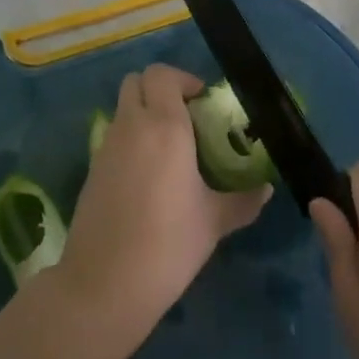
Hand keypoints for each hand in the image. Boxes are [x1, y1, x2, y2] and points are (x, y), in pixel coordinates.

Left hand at [54, 65, 270, 352]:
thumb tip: (266, 190)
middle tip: (184, 116)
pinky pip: (113, 136)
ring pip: (122, 107)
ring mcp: (107, 146)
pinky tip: (147, 175)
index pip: (162, 74)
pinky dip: (129, 139)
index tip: (202, 101)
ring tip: (169, 147)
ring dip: (143, 112)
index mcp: (165, 126)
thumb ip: (242, 201)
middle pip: (136, 81)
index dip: (182, 79)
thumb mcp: (213, 223)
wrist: (104, 284)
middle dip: (159, 89)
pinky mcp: (92, 169)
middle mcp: (132, 126)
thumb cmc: (168, 245)